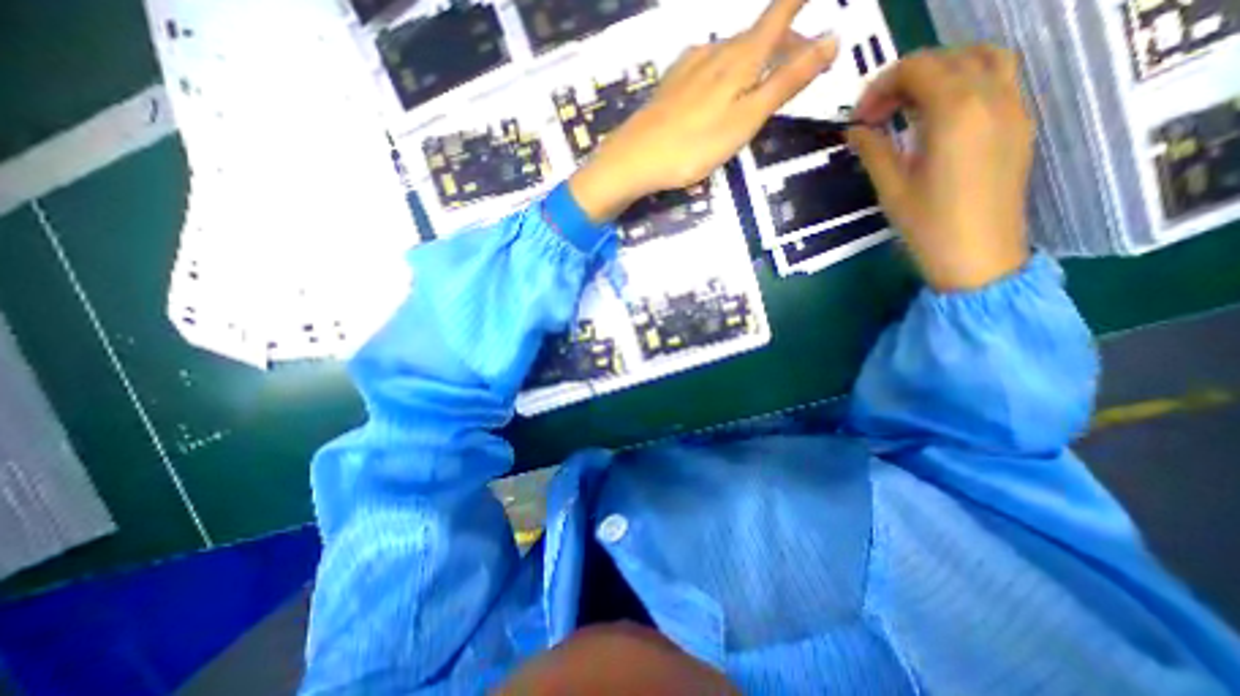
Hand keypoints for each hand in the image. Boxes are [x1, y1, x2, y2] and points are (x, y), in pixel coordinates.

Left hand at [566, 0, 836, 221]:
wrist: (635, 158)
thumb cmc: (694, 145)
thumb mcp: (746, 119)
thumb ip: (785, 82)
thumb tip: (832, 39)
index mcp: (740, 59)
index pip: (779, 13)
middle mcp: (715, 51)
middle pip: (758, 36)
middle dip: (785, 44)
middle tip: (805, 63)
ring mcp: (689, 65)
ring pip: (732, 52)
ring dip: (756, 59)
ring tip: (765, 80)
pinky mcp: (672, 83)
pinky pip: (709, 66)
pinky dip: (727, 71)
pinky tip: (721, 88)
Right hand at [847, 44, 1033, 289]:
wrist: (978, 256)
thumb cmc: (927, 226)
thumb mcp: (891, 188)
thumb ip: (873, 150)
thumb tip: (854, 130)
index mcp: (955, 113)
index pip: (919, 68)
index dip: (881, 86)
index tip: (860, 118)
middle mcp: (993, 97)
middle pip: (950, 57)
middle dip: (907, 77)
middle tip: (878, 113)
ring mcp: (1015, 108)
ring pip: (983, 59)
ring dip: (942, 72)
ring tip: (910, 107)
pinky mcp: (1021, 124)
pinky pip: (1000, 80)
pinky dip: (965, 84)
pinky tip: (939, 117)